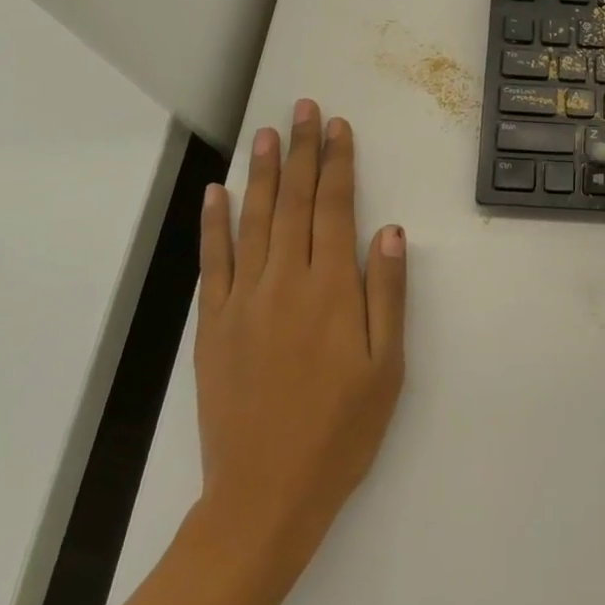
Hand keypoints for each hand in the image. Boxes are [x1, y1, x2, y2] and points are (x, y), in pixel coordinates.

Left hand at [193, 100, 406, 576]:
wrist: (265, 495)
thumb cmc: (341, 431)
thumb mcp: (386, 368)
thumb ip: (389, 295)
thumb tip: (390, 231)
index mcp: (331, 290)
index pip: (334, 207)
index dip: (337, 163)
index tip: (337, 126)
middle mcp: (284, 282)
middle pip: (294, 202)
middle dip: (301, 150)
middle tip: (303, 109)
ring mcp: (243, 300)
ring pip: (254, 220)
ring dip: (261, 172)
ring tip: (267, 132)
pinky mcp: (213, 325)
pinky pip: (213, 261)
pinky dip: (214, 223)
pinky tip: (216, 192)